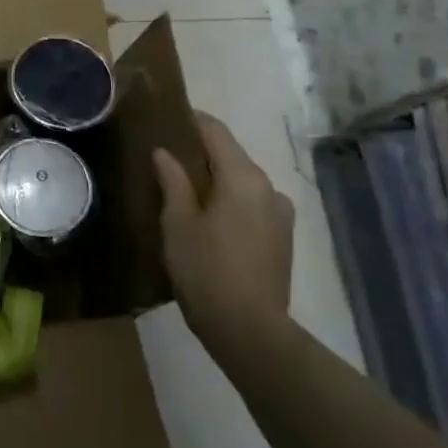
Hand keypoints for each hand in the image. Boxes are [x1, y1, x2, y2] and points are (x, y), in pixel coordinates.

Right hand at [152, 112, 293, 340]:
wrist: (250, 331)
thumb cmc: (206, 270)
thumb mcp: (178, 223)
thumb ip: (173, 181)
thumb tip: (165, 152)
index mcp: (242, 177)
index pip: (216, 132)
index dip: (192, 120)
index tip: (168, 116)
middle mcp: (268, 187)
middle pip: (232, 156)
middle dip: (202, 153)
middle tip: (168, 156)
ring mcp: (280, 214)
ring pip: (243, 182)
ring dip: (217, 179)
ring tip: (186, 189)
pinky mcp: (283, 238)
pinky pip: (252, 204)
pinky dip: (231, 201)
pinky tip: (210, 217)